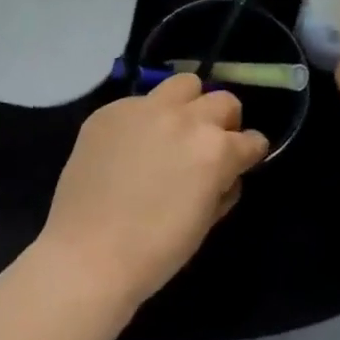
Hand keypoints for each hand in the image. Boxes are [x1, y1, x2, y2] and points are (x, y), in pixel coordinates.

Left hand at [40, 75, 271, 308]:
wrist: (87, 254)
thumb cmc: (155, 251)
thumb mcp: (205, 222)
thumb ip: (221, 187)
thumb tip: (224, 173)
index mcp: (215, 149)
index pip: (251, 140)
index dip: (249, 154)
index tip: (241, 163)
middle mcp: (184, 118)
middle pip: (222, 101)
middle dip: (224, 122)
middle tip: (208, 146)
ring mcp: (144, 109)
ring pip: (182, 85)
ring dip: (188, 105)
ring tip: (172, 131)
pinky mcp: (109, 111)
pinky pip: (138, 103)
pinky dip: (144, 119)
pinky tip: (129, 147)